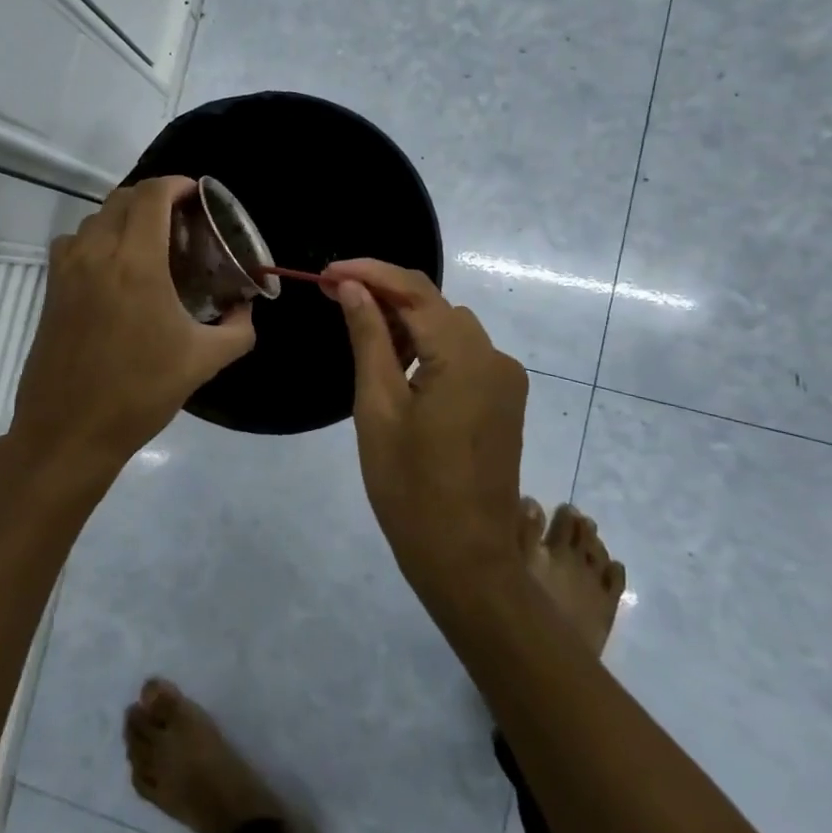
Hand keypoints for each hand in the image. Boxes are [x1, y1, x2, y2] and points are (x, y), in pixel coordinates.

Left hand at [9, 177, 255, 476]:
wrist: (69, 432)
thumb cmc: (139, 392)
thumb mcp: (203, 361)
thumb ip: (238, 328)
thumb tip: (246, 308)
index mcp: (135, 261)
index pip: (152, 194)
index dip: (178, 184)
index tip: (199, 197)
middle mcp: (96, 253)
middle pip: (123, 198)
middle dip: (155, 199)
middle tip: (182, 224)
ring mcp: (67, 269)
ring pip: (96, 218)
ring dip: (125, 218)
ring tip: (150, 244)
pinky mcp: (51, 289)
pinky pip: (75, 242)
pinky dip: (98, 239)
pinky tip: (114, 270)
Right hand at [323, 259, 529, 588]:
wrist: (466, 560)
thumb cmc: (411, 488)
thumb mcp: (378, 407)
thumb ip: (369, 338)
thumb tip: (351, 287)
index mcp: (466, 357)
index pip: (414, 290)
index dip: (368, 272)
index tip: (326, 272)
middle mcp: (495, 357)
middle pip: (434, 303)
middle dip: (384, 292)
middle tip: (333, 295)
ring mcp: (505, 380)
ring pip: (449, 326)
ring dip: (406, 319)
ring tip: (358, 329)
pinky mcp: (504, 400)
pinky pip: (462, 354)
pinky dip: (427, 346)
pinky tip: (395, 362)